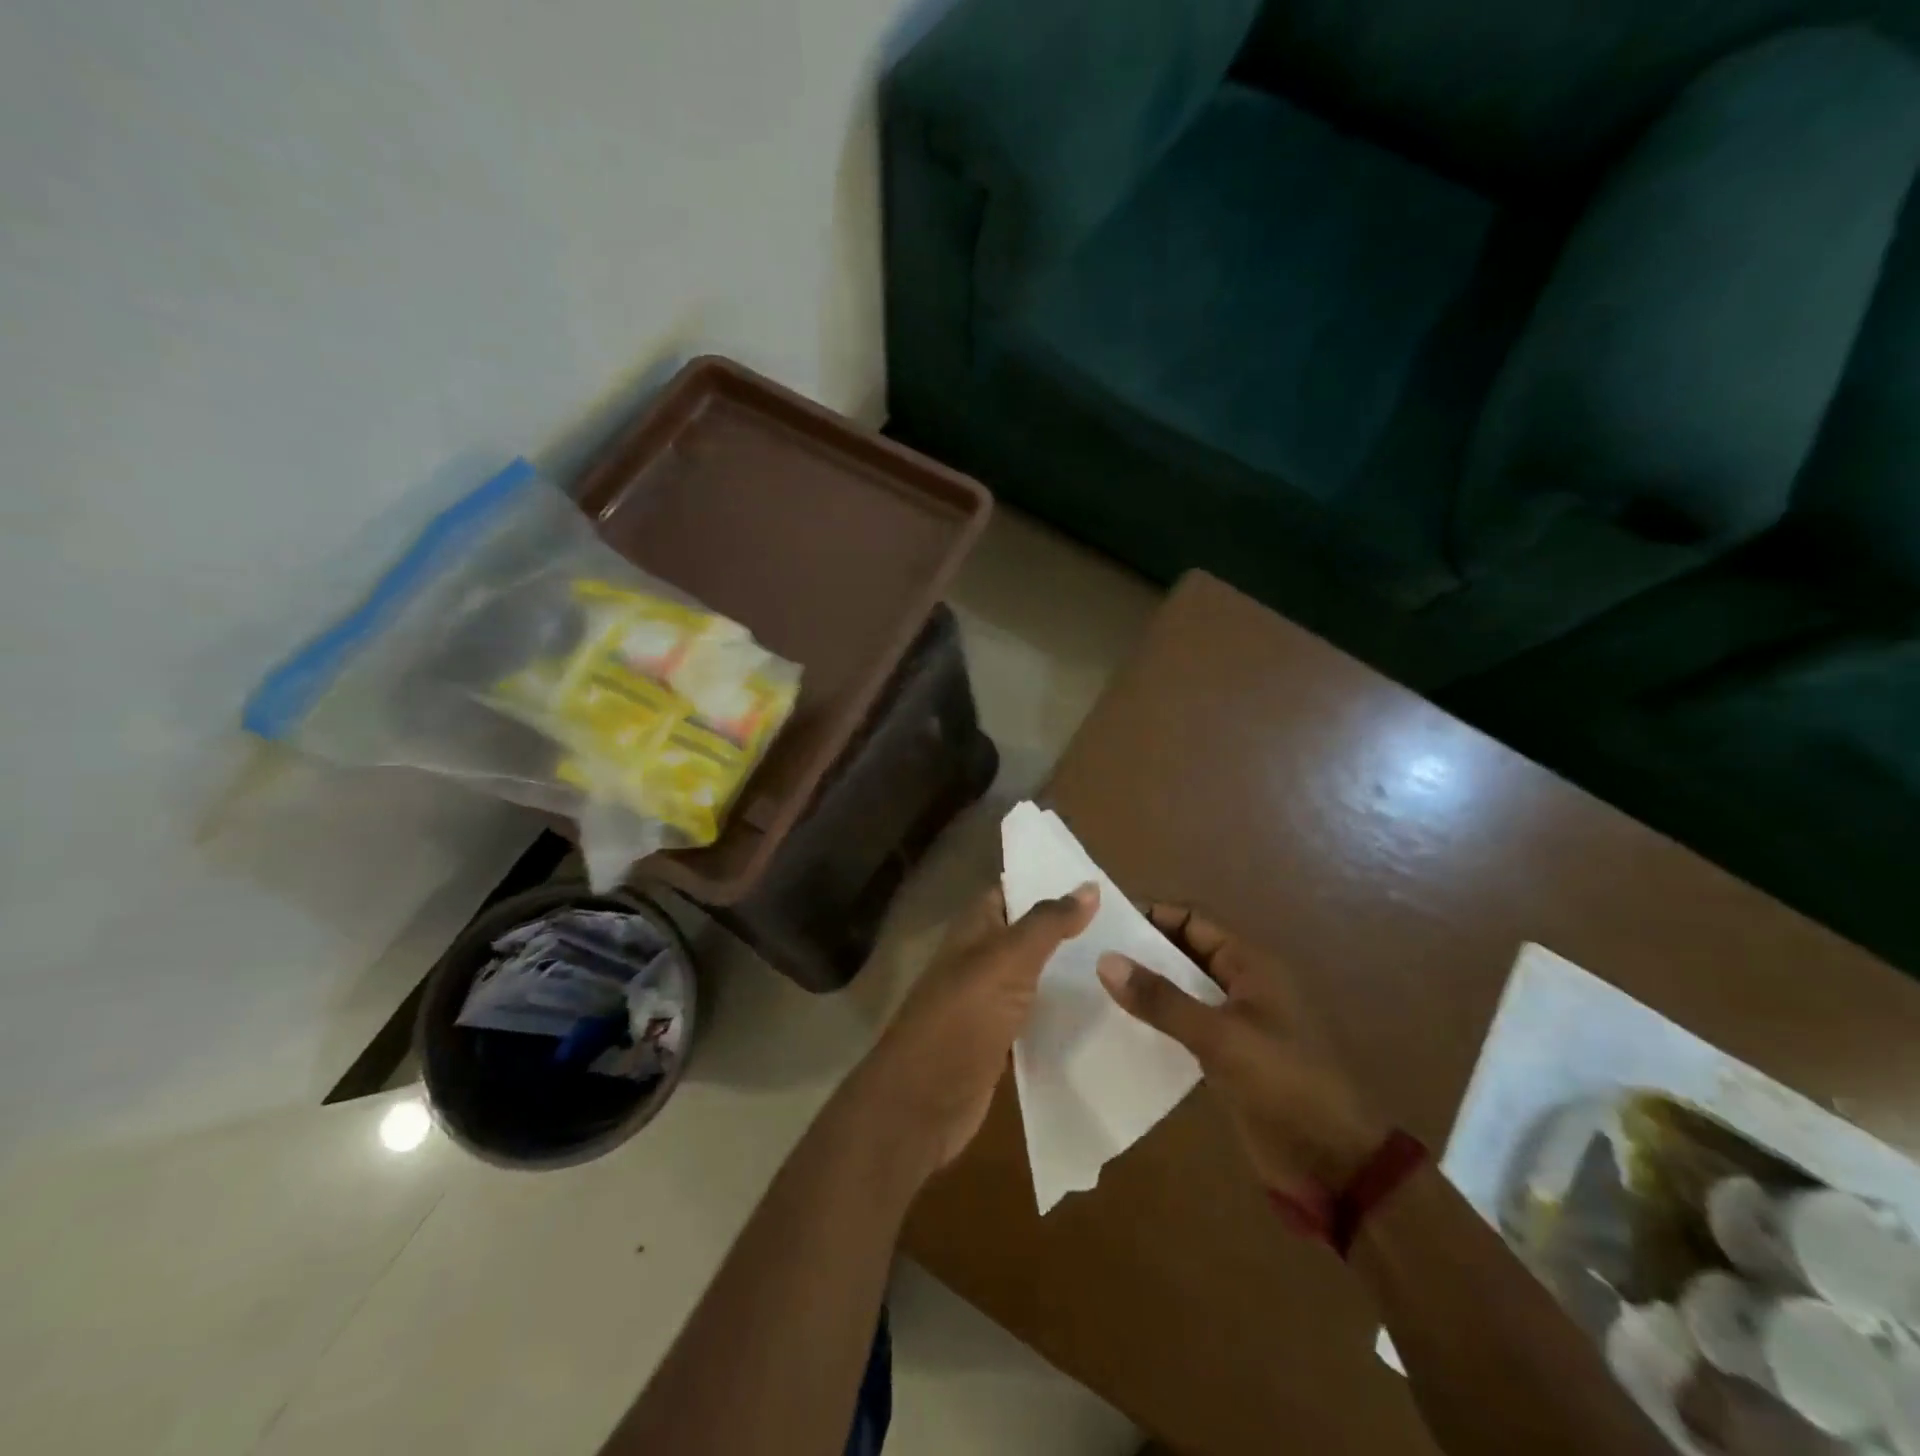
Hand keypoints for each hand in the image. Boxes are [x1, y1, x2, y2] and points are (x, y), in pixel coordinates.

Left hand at [854, 883, 1098, 1179]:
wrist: (923, 1102)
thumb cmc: (963, 1018)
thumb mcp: (1008, 960)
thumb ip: (1048, 923)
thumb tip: (1089, 885)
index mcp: (973, 930)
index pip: (1010, 891)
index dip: (1045, 881)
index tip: (1096, 880)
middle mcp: (978, 959)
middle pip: (1025, 934)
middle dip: (1066, 927)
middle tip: (1124, 922)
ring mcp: (987, 1002)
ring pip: (1033, 976)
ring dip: (1067, 970)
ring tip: (1123, 961)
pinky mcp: (998, 1042)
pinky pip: (1035, 1016)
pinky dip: (1061, 1011)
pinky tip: (1100, 1011)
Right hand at [1095, 905, 1384, 1198]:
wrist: (1334, 1162)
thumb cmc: (1283, 1083)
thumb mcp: (1220, 1037)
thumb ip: (1162, 1000)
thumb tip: (1105, 960)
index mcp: (1250, 965)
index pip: (1193, 920)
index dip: (1152, 915)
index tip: (1105, 922)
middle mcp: (1241, 984)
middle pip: (1185, 952)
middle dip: (1143, 952)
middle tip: (1090, 955)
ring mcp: (1235, 1022)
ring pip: (1182, 991)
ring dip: (1147, 989)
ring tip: (1095, 989)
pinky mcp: (1227, 1057)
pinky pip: (1184, 1026)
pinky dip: (1157, 1023)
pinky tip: (1121, 1030)